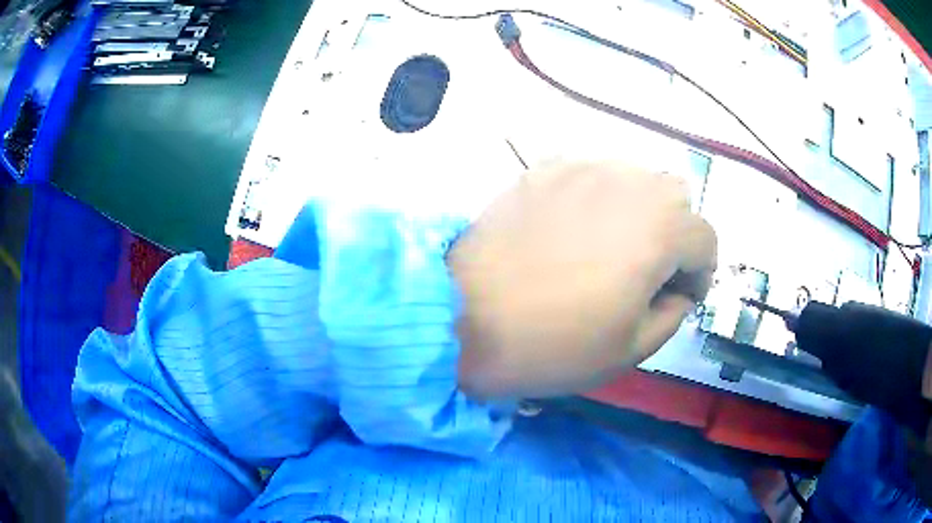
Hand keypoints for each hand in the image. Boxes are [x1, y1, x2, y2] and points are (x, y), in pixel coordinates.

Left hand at [449, 162, 716, 399]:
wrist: (462, 316)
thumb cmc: (553, 344)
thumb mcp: (632, 349)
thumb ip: (673, 312)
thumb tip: (679, 289)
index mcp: (660, 229)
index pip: (706, 238)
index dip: (701, 273)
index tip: (680, 297)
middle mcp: (628, 183)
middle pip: (676, 197)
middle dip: (675, 234)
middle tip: (648, 271)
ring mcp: (582, 168)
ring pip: (636, 178)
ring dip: (640, 210)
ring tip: (611, 248)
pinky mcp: (544, 169)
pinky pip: (592, 174)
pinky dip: (599, 197)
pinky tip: (574, 228)